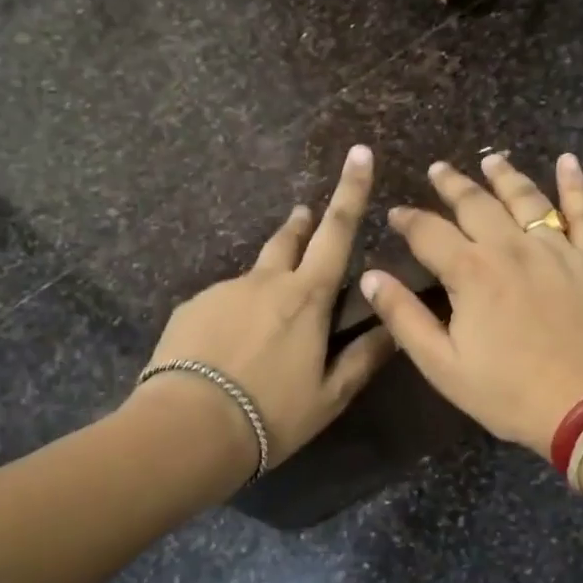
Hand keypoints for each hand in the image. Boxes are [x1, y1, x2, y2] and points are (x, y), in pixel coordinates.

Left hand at [135, 145, 394, 474]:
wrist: (187, 429)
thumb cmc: (271, 414)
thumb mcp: (330, 396)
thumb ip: (364, 358)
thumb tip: (395, 329)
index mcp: (306, 298)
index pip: (337, 233)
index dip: (351, 191)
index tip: (358, 153)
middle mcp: (265, 282)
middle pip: (288, 240)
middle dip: (302, 224)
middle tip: (305, 217)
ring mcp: (222, 291)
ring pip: (253, 277)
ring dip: (266, 284)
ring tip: (264, 324)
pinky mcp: (190, 308)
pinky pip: (221, 301)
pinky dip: (233, 314)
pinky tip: (227, 348)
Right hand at [359, 153, 582, 459]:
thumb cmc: (510, 393)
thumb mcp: (443, 366)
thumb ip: (404, 318)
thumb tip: (371, 277)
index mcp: (471, 272)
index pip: (429, 232)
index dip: (408, 219)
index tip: (396, 213)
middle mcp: (511, 247)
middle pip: (476, 203)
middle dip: (452, 184)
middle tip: (438, 169)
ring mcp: (557, 249)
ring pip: (526, 198)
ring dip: (504, 176)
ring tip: (491, 160)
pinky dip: (575, 184)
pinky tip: (568, 161)